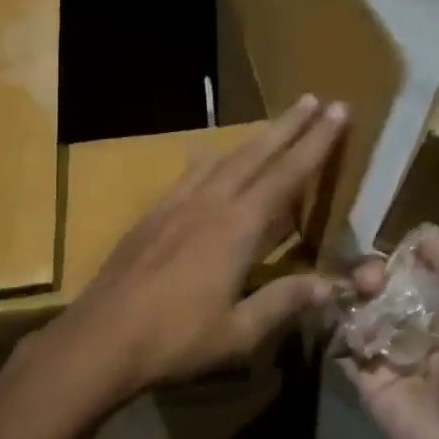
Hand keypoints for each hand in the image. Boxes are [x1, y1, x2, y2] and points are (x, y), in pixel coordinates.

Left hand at [44, 95, 349, 404]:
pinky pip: (192, 172)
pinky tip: (213, 158)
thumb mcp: (239, 333)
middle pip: (255, 153)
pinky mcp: (154, 212)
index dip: (315, 143)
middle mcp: (209, 203)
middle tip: (312, 98)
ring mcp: (177, 203)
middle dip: (287, 125)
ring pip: (222, 158)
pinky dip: (214, 158)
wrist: (102, 335)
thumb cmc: (175, 339)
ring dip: (253, 138)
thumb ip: (284, 302)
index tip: (337, 111)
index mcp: (236, 228)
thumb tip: (333, 284)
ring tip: (273, 125)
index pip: (286, 175)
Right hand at [344, 235, 438, 438]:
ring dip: (351, 295)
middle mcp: (416, 327)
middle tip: (369, 282)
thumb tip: (420, 236)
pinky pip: (342, 343)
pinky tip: (336, 315)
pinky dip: (335, 326)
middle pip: (381, 286)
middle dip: (370, 274)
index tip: (388, 253)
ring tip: (356, 297)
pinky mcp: (364, 377)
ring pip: (358, 309)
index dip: (398, 257)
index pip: (414, 270)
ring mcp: (388, 352)